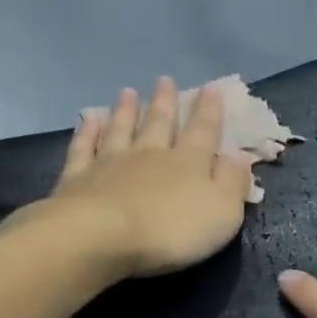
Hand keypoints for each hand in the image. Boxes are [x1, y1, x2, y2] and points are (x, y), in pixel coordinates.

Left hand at [7, 79, 254, 279]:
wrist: (100, 237)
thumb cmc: (170, 231)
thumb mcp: (221, 212)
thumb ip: (232, 182)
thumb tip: (238, 155)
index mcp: (188, 163)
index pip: (203, 131)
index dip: (209, 110)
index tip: (210, 89)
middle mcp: (149, 154)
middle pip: (158, 123)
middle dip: (164, 102)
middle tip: (164, 80)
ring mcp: (110, 163)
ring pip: (120, 129)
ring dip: (125, 110)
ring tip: (127, 92)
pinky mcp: (77, 178)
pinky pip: (83, 148)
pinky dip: (86, 133)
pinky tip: (88, 119)